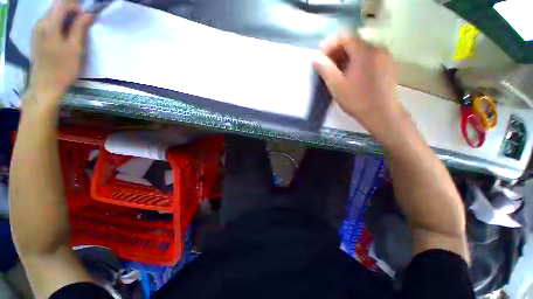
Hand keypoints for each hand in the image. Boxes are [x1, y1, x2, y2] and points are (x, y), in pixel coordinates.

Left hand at [26, 0, 93, 108]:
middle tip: (83, 22)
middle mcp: (40, 23)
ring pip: (52, 14)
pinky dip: (58, 23)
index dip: (75, 5)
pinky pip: (48, 22)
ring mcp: (36, 30)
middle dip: (70, 10)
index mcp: (49, 25)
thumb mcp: (75, 49)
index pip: (62, 3)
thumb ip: (79, 28)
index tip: (86, 15)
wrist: (45, 85)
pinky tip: (65, 34)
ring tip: (75, 29)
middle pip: (56, 7)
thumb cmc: (63, 69)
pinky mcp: (36, 36)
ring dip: (65, 17)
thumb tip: (87, 14)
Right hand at [313, 35, 404, 141]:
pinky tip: (351, 76)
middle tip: (327, 68)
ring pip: (361, 51)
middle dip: (337, 53)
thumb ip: (325, 69)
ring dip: (346, 59)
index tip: (321, 60)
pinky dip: (356, 62)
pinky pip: (368, 58)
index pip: (344, 37)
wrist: (382, 114)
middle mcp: (377, 49)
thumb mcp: (336, 85)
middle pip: (353, 43)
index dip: (329, 46)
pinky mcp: (387, 66)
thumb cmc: (357, 100)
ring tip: (337, 74)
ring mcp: (384, 57)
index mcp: (364, 52)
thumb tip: (315, 58)